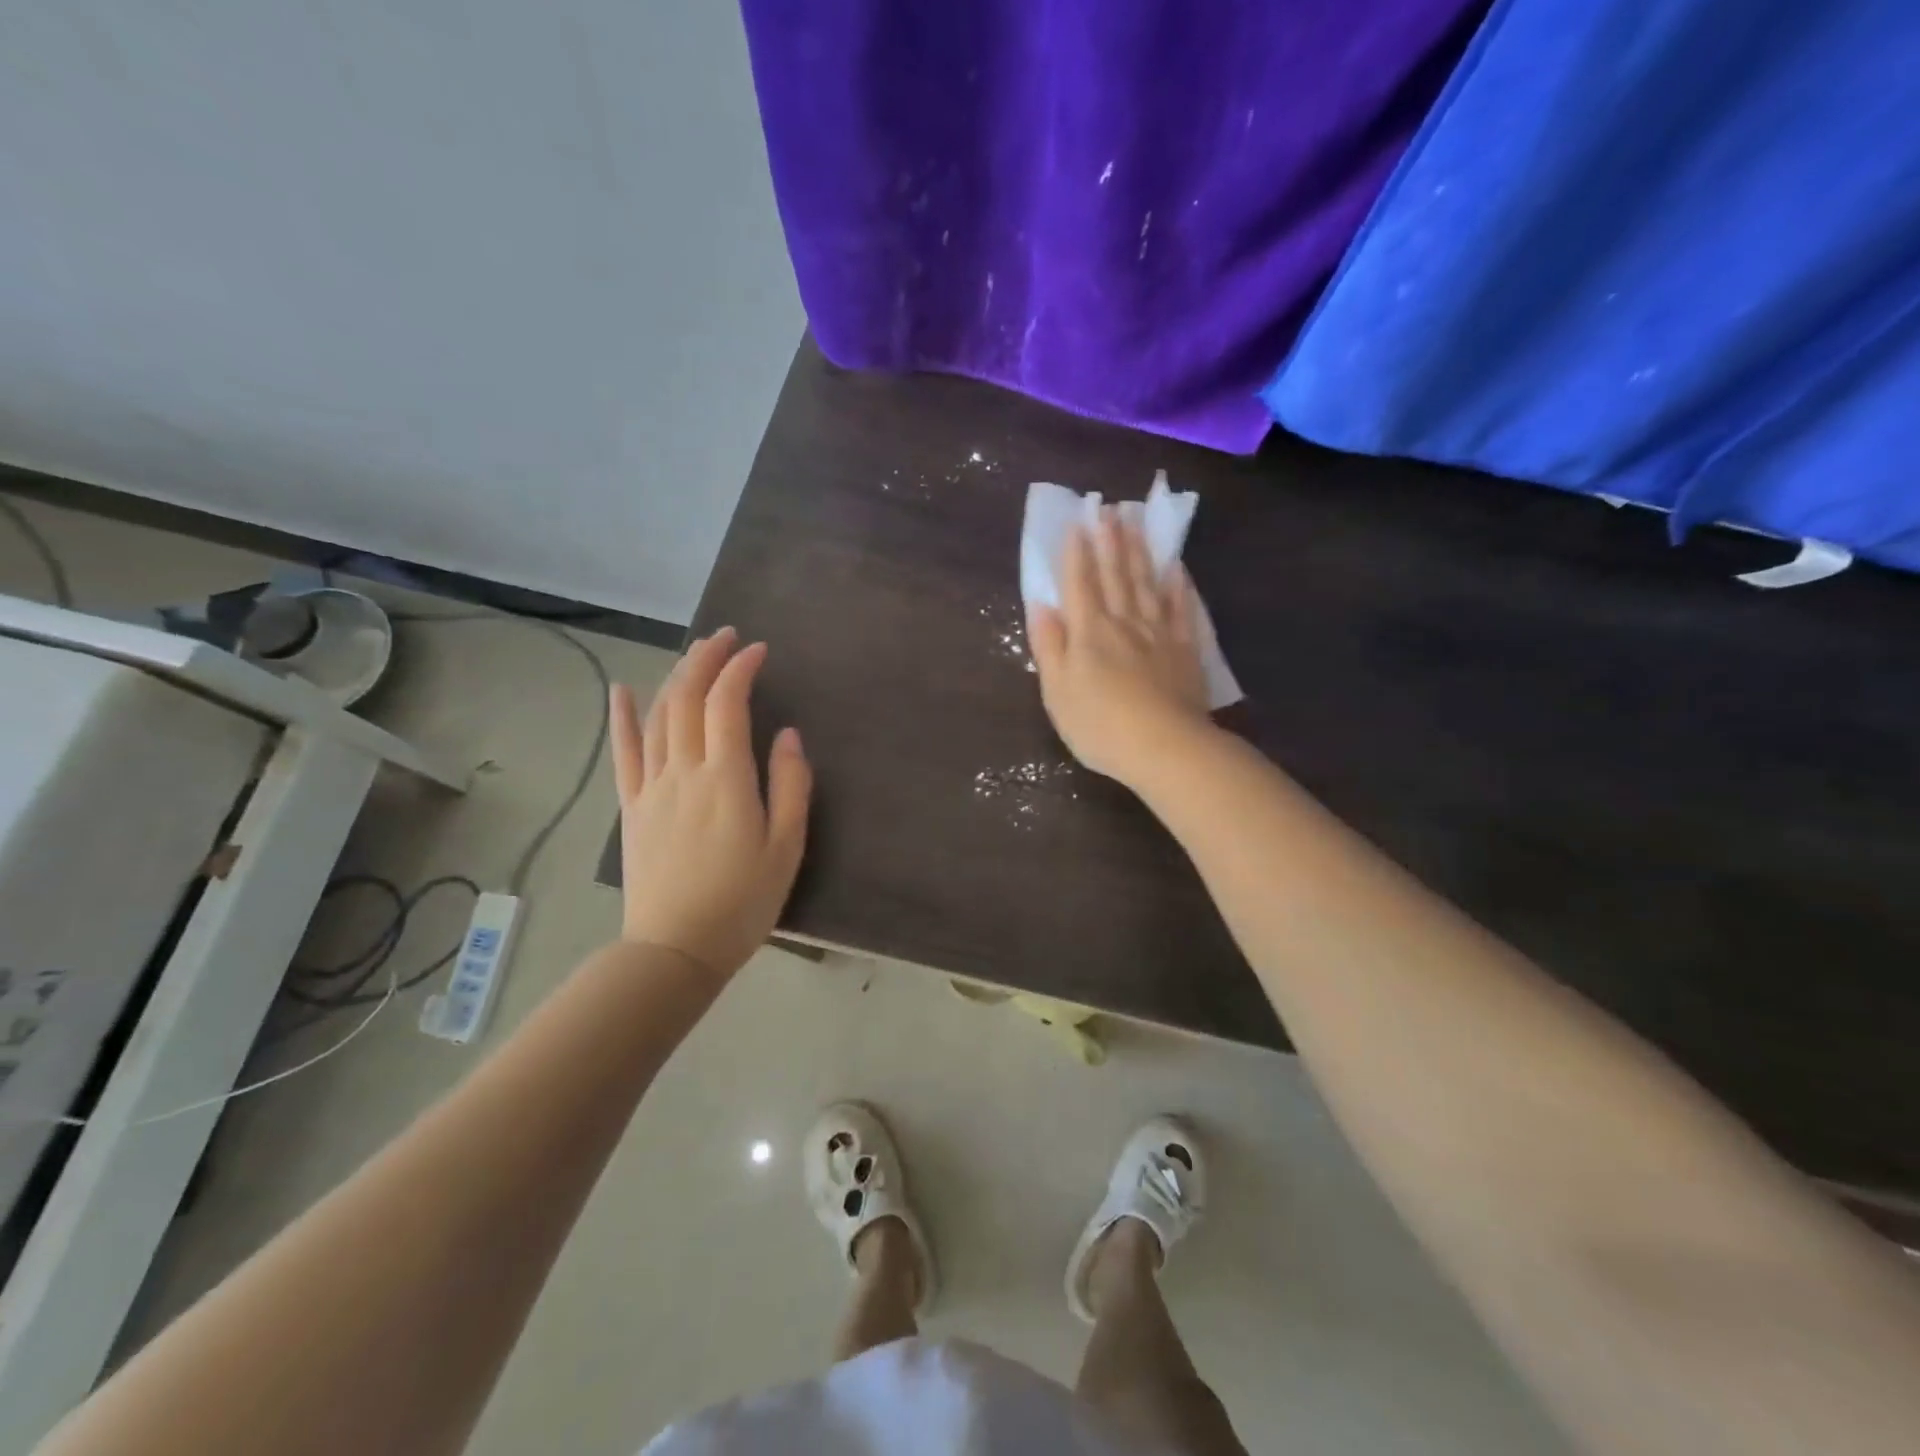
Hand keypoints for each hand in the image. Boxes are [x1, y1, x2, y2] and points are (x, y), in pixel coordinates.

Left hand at [609, 628, 811, 977]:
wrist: (675, 949)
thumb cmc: (742, 902)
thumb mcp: (786, 848)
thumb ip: (791, 786)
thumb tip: (788, 735)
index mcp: (726, 780)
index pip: (728, 704)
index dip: (740, 669)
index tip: (759, 650)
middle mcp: (683, 771)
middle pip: (687, 698)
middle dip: (706, 659)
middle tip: (726, 636)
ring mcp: (651, 787)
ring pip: (657, 716)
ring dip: (674, 677)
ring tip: (694, 654)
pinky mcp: (632, 807)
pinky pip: (623, 752)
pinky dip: (622, 717)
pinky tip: (622, 690)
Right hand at [1027, 507, 1212, 785]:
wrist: (1164, 748)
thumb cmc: (1100, 726)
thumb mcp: (1057, 692)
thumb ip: (1049, 646)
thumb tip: (1041, 605)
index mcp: (1089, 632)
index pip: (1080, 584)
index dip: (1076, 552)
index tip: (1077, 521)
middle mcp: (1124, 623)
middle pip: (1116, 575)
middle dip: (1110, 541)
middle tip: (1108, 508)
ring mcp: (1159, 634)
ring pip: (1147, 584)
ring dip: (1140, 551)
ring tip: (1136, 523)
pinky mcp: (1185, 650)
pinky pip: (1181, 609)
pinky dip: (1178, 586)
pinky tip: (1176, 568)